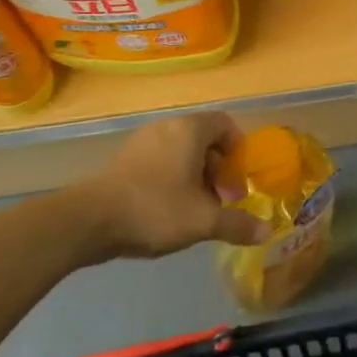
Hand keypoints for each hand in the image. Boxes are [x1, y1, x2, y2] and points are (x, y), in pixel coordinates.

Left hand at [81, 113, 270, 257]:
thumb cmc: (155, 210)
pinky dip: (172, 178)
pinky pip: (160, 160)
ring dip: (196, 176)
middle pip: (204, 139)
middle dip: (218, 169)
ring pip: (181, 151)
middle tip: (222, 199)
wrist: (89, 221)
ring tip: (197, 208)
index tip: (239, 180)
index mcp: (189, 130)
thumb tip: (267, 232)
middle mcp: (166, 127)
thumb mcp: (203, 221)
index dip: (238, 150)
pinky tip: (169, 209)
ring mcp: (142, 141)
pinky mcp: (124, 159)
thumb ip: (237, 224)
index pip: (225, 124)